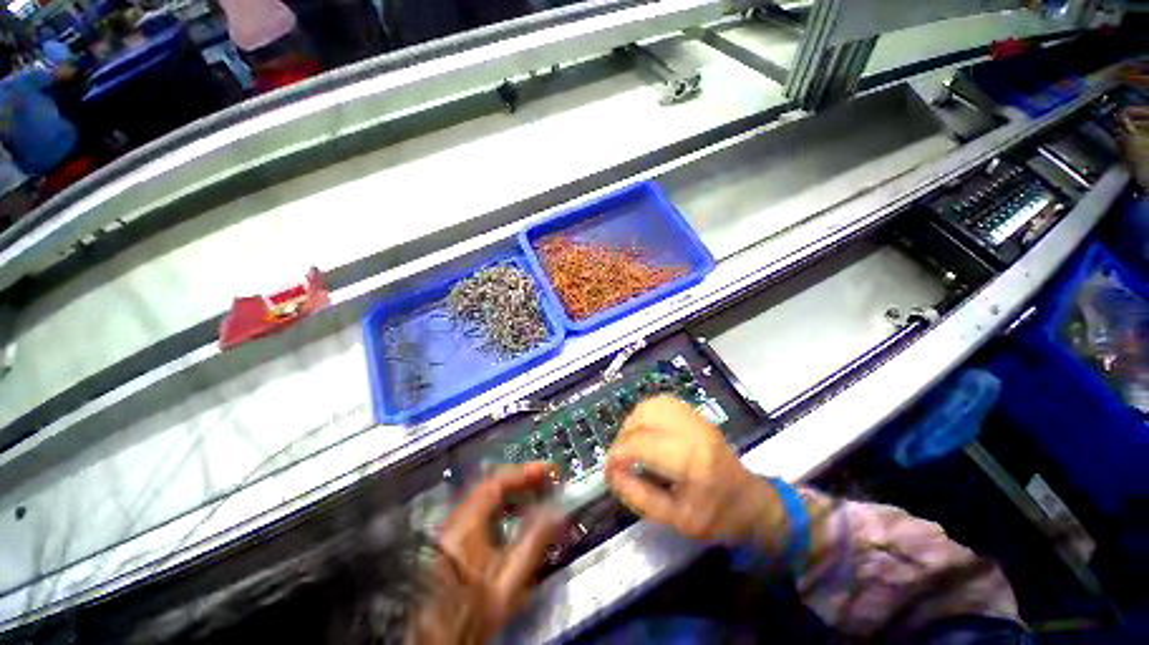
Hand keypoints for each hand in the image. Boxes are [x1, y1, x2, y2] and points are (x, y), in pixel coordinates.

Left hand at [409, 463, 563, 644]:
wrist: (442, 636)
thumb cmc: (475, 609)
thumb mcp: (509, 581)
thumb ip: (535, 542)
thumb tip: (559, 512)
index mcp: (467, 524)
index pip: (498, 482)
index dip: (525, 472)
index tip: (549, 471)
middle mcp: (458, 518)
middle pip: (493, 485)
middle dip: (522, 480)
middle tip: (547, 481)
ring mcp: (454, 527)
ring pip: (488, 497)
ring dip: (514, 492)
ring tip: (537, 495)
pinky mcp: (455, 538)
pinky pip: (483, 509)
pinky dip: (503, 506)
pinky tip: (517, 517)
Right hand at [605, 396, 785, 549]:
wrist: (751, 501)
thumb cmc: (716, 516)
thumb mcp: (676, 520)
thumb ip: (639, 496)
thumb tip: (611, 475)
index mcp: (691, 461)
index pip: (641, 444)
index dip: (617, 455)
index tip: (609, 471)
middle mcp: (692, 431)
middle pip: (643, 418)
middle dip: (623, 437)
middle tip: (619, 458)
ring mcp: (695, 418)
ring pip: (650, 405)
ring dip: (632, 423)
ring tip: (630, 443)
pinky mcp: (695, 414)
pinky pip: (661, 402)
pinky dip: (645, 414)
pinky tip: (644, 431)